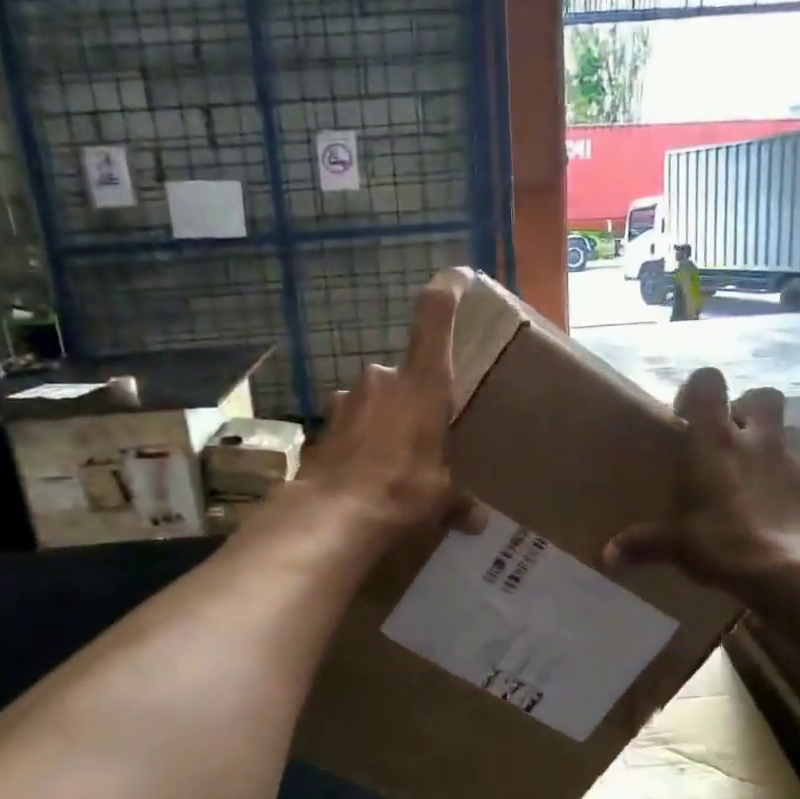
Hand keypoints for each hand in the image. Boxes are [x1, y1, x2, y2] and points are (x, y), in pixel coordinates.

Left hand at [290, 268, 482, 546]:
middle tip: (424, 433)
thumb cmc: (403, 493)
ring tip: (393, 460)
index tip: (458, 278)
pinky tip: (365, 474)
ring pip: (375, 400)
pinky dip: (360, 441)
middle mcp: (383, 379)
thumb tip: (477, 520)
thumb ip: (459, 501)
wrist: (332, 518)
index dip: (447, 291)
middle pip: (405, 373)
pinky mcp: (323, 424)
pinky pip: (351, 424)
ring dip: (384, 421)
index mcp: (423, 384)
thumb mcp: (442, 500)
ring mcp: (347, 398)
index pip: (434, 316)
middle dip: (414, 399)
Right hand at [603, 367, 799, 596]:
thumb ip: (641, 543)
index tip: (686, 416)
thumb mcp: (674, 544)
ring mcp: (797, 464)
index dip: (699, 390)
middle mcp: (758, 441)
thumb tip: (606, 557)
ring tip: (769, 465)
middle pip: (765, 396)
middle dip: (751, 408)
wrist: (790, 572)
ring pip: (797, 431)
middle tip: (734, 435)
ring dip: (784, 441)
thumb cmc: (721, 543)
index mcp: (715, 441)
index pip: (709, 382)